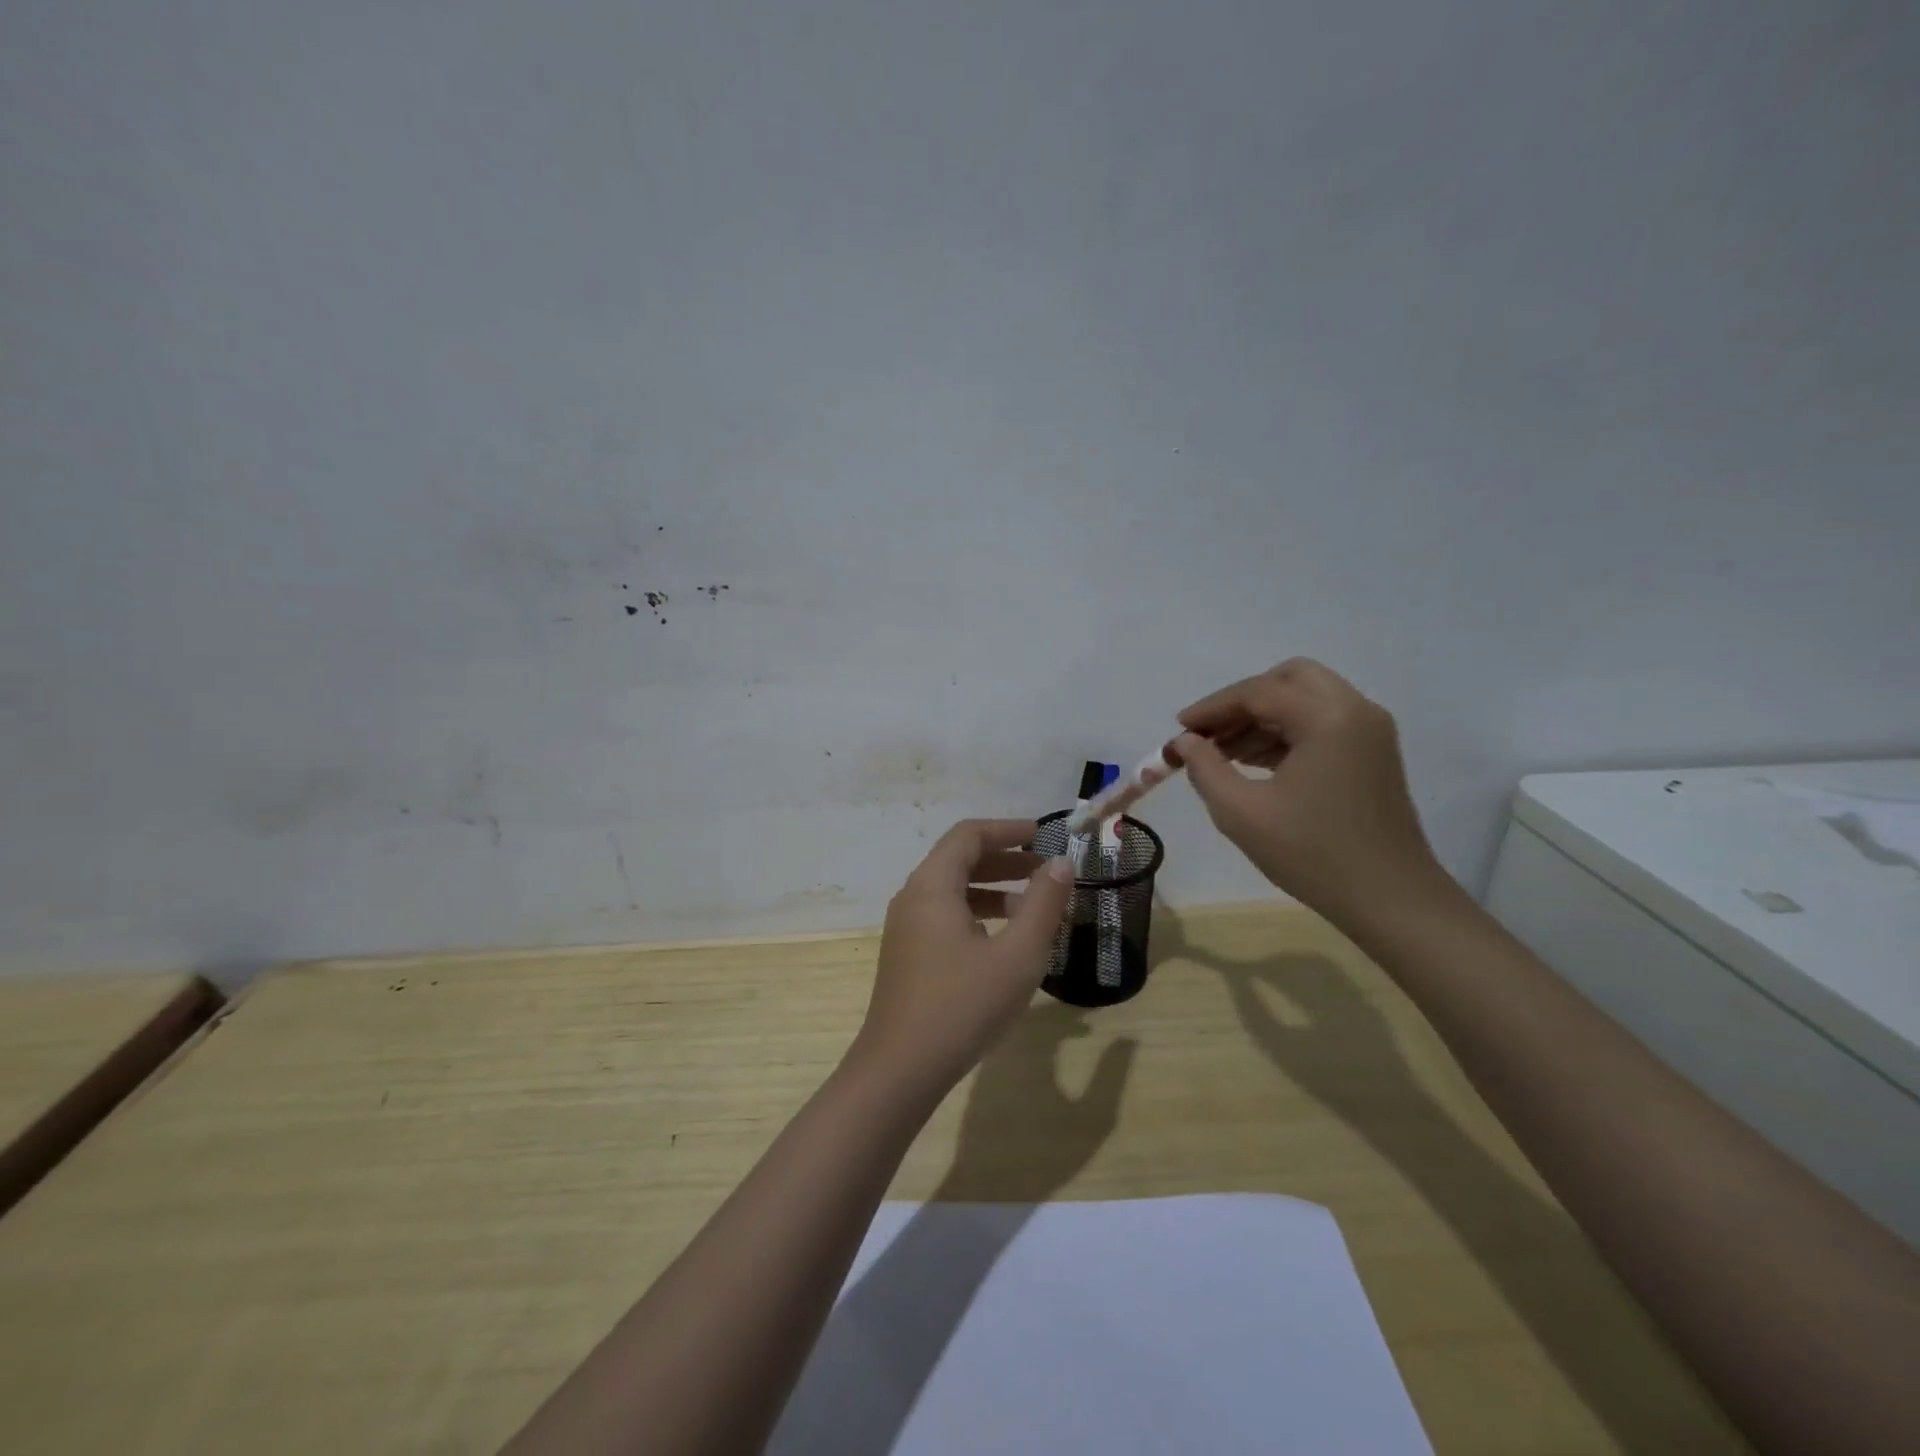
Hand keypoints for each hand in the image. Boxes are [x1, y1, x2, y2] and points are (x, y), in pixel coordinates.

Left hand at [850, 819, 1075, 1099]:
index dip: (1007, 829)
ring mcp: (906, 927)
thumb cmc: (963, 1006)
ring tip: (1034, 909)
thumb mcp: (1017, 955)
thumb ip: (1043, 904)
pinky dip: (978, 914)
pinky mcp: (908, 954)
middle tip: (1046, 871)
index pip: (969, 835)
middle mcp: (913, 897)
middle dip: (1005, 860)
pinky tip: (1004, 941)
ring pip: (953, 890)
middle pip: (960, 859)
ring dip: (994, 890)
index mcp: (932, 885)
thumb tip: (1061, 864)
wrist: (900, 1070)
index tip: (1043, 835)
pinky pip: (945, 916)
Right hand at [1172, 658, 1446, 919]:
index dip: (1212, 708)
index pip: (1258, 692)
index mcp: (1328, 718)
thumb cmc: (1312, 855)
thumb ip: (1204, 768)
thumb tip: (1185, 742)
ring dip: (1263, 716)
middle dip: (1243, 701)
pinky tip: (1255, 762)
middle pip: (1289, 679)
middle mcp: (1355, 710)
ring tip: (1224, 753)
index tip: (1179, 730)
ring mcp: (1370, 731)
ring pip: (1306, 698)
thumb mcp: (1241, 812)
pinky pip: (1322, 721)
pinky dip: (1286, 730)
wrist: (1391, 900)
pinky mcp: (1373, 753)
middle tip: (1209, 733)